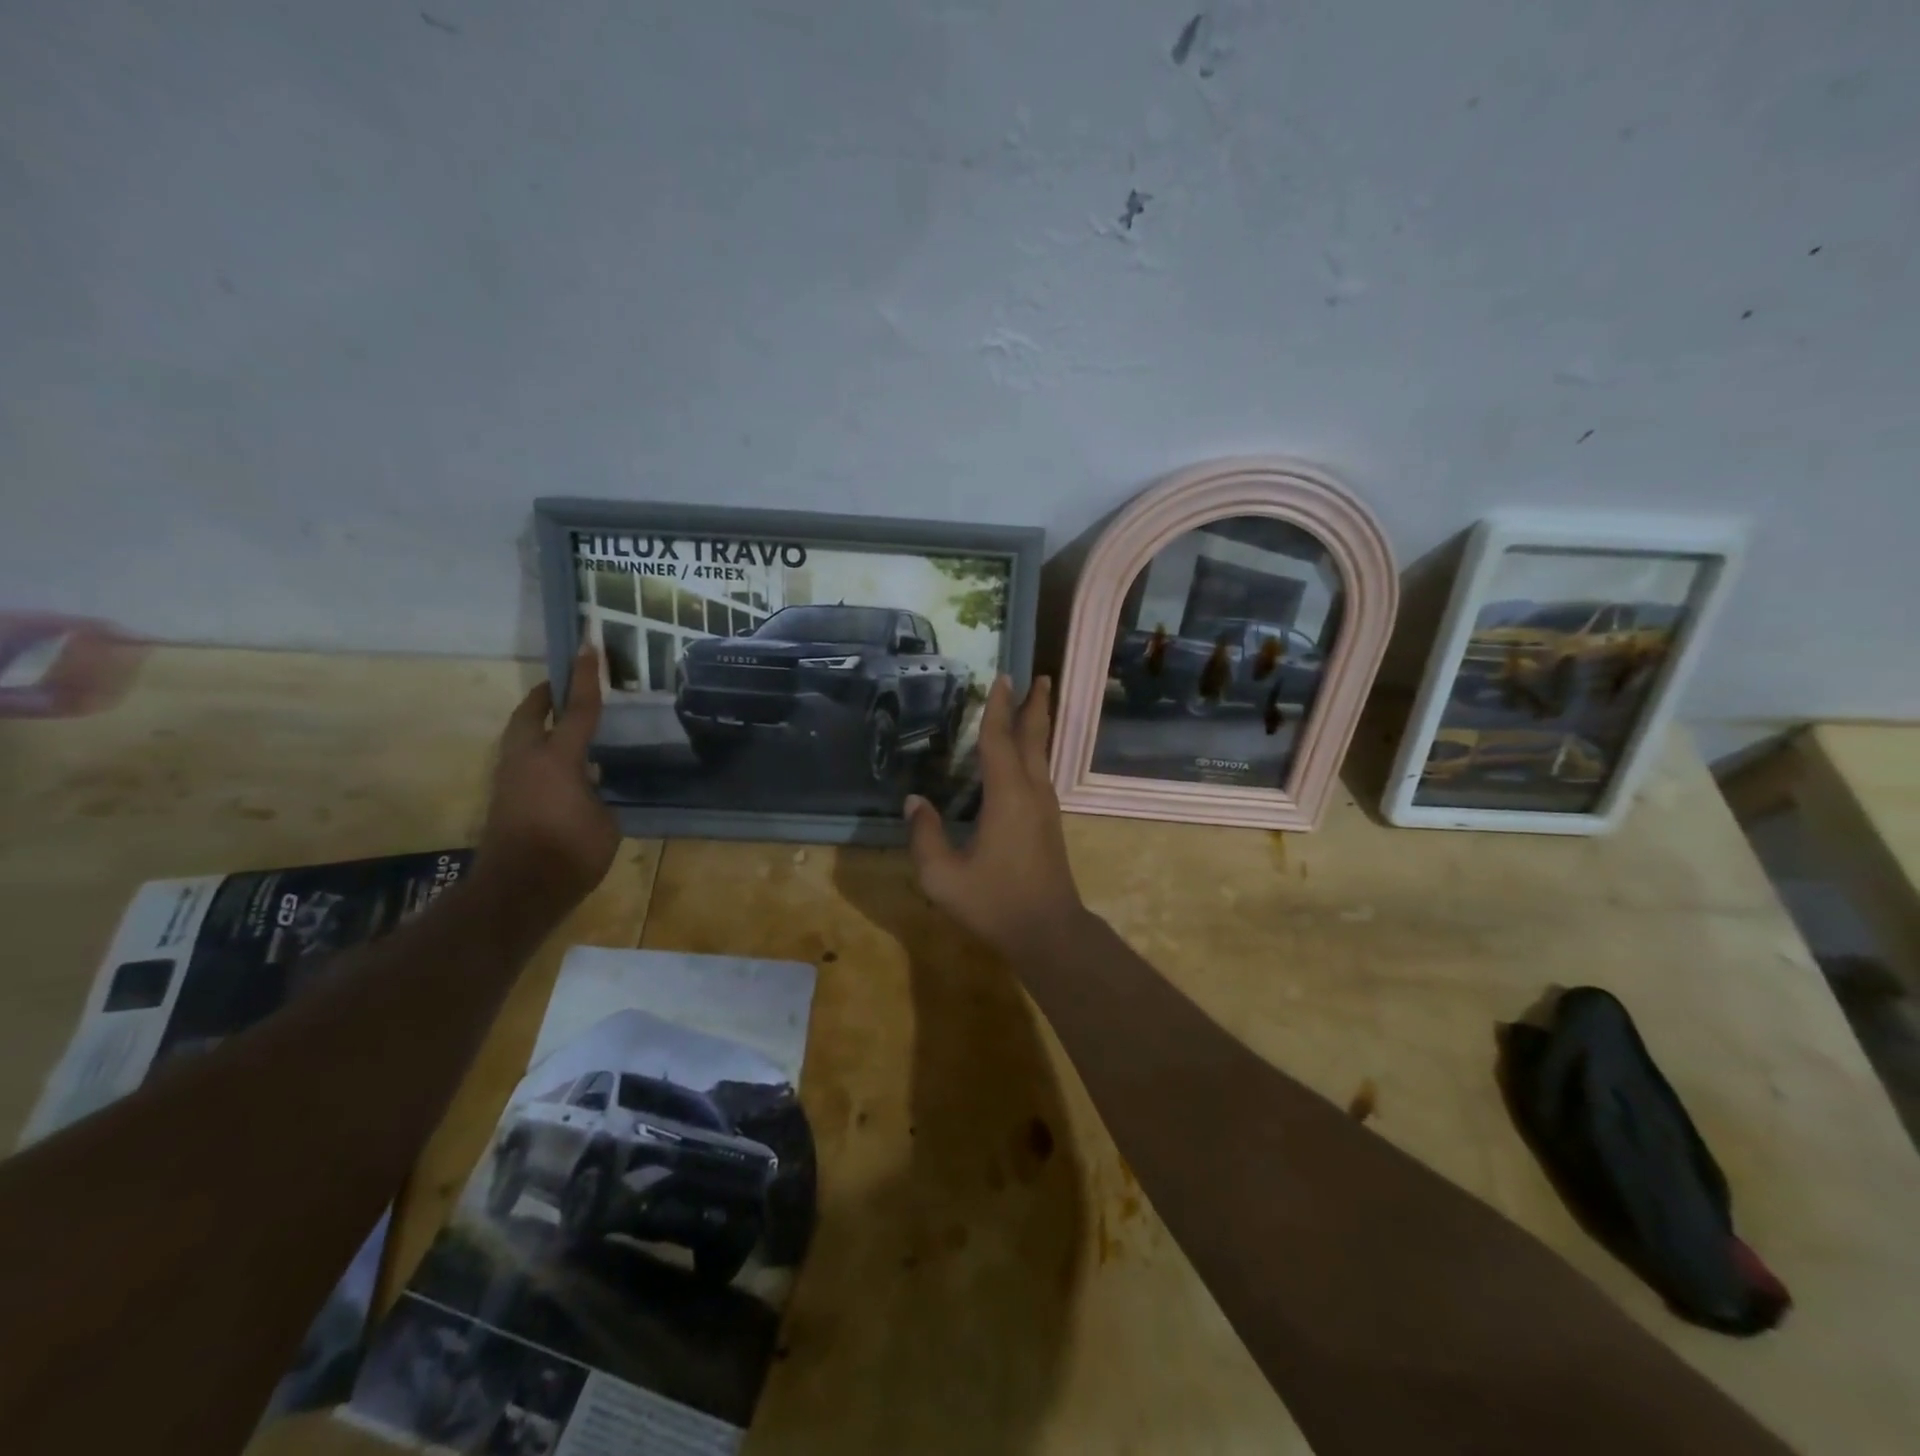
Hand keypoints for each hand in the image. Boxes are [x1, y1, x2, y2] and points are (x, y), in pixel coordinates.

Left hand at [477, 643, 621, 914]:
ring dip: (537, 724)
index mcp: (557, 758)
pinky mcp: (503, 800)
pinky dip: (538, 752)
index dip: (587, 678)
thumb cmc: (570, 853)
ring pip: (520, 738)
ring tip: (562, 725)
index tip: (589, 647)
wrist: (517, 891)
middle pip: (530, 714)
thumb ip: (597, 794)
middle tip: (564, 688)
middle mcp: (527, 760)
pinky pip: (521, 762)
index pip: (578, 709)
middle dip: (546, 697)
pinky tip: (560, 768)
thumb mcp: (604, 821)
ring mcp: (509, 780)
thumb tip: (588, 786)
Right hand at [905, 676, 1087, 957]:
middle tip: (1040, 676)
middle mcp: (1032, 793)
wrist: (1049, 932)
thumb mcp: (943, 876)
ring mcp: (1045, 808)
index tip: (1003, 677)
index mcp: (1007, 796)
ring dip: (1039, 727)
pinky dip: (1035, 752)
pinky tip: (1026, 759)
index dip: (998, 708)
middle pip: (1034, 738)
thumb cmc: (995, 902)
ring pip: (1043, 755)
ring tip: (1036, 706)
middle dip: (1036, 706)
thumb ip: (925, 836)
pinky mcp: (1049, 824)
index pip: (999, 740)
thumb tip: (913, 801)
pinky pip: (1041, 773)